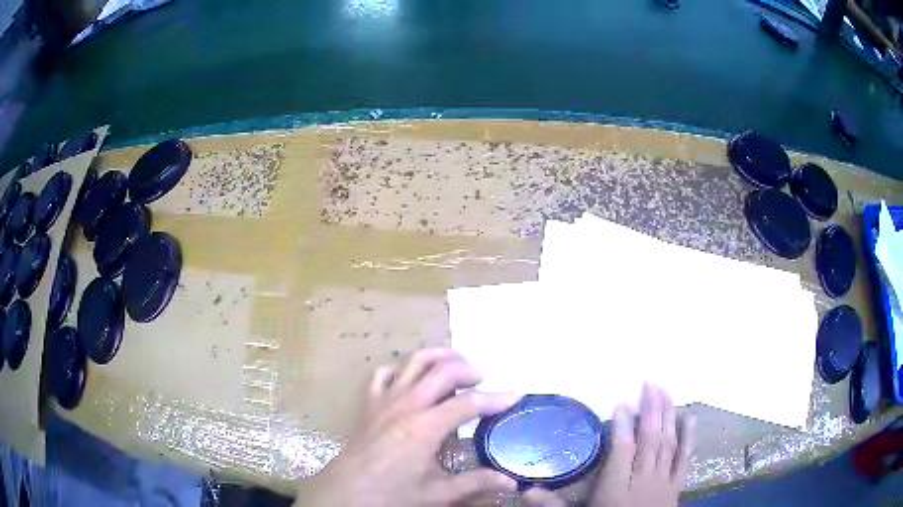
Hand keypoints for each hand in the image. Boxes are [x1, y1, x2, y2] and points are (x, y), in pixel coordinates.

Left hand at [301, 348, 521, 506]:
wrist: (346, 492)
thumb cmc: (392, 494)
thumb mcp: (437, 493)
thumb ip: (475, 484)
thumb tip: (510, 480)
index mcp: (425, 427)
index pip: (470, 403)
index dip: (497, 397)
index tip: (517, 394)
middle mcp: (406, 404)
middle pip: (444, 370)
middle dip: (469, 369)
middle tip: (483, 381)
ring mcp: (384, 399)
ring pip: (414, 361)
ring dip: (439, 358)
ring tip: (455, 367)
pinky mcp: (368, 402)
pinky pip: (384, 373)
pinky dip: (401, 370)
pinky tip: (411, 382)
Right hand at [523, 384, 694, 506]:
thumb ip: (553, 505)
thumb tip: (523, 490)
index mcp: (615, 489)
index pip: (622, 450)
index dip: (623, 425)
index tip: (622, 402)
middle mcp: (642, 480)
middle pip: (649, 440)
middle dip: (650, 410)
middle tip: (651, 383)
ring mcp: (662, 482)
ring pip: (667, 444)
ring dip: (667, 415)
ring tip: (666, 391)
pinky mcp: (676, 486)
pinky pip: (684, 459)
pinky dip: (688, 438)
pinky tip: (689, 418)